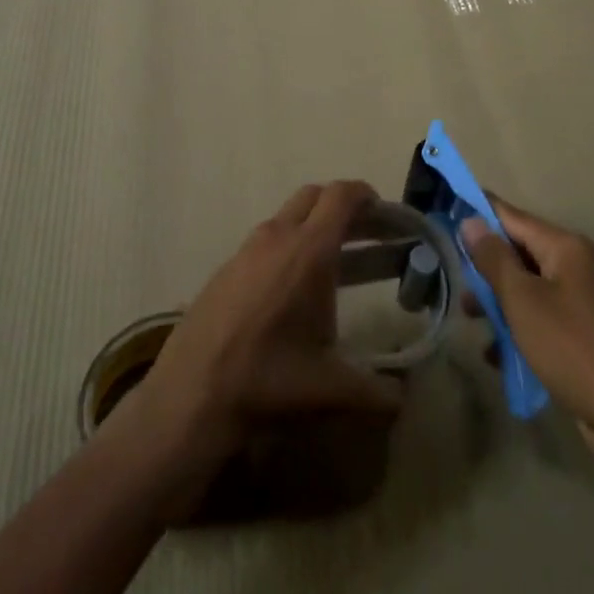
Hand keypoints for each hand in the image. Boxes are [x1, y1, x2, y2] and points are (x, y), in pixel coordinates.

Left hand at [118, 181, 403, 487]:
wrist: (191, 394)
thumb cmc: (269, 381)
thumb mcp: (332, 391)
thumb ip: (378, 393)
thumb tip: (402, 398)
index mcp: (309, 251)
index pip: (341, 196)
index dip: (366, 196)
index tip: (384, 214)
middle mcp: (277, 237)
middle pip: (315, 196)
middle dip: (342, 207)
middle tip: (365, 235)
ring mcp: (246, 249)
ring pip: (287, 217)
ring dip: (313, 227)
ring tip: (332, 264)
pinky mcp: (225, 268)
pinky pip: (265, 241)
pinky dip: (286, 247)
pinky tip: (289, 291)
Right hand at [462, 196, 593, 462]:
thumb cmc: (571, 348)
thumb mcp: (522, 300)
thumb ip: (494, 259)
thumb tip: (471, 221)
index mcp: (568, 248)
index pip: (513, 217)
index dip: (480, 214)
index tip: (449, 212)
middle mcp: (583, 266)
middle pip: (523, 254)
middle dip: (489, 271)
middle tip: (460, 288)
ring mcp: (592, 301)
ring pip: (534, 289)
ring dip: (503, 304)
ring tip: (475, 325)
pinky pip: (549, 317)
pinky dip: (525, 328)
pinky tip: (502, 355)